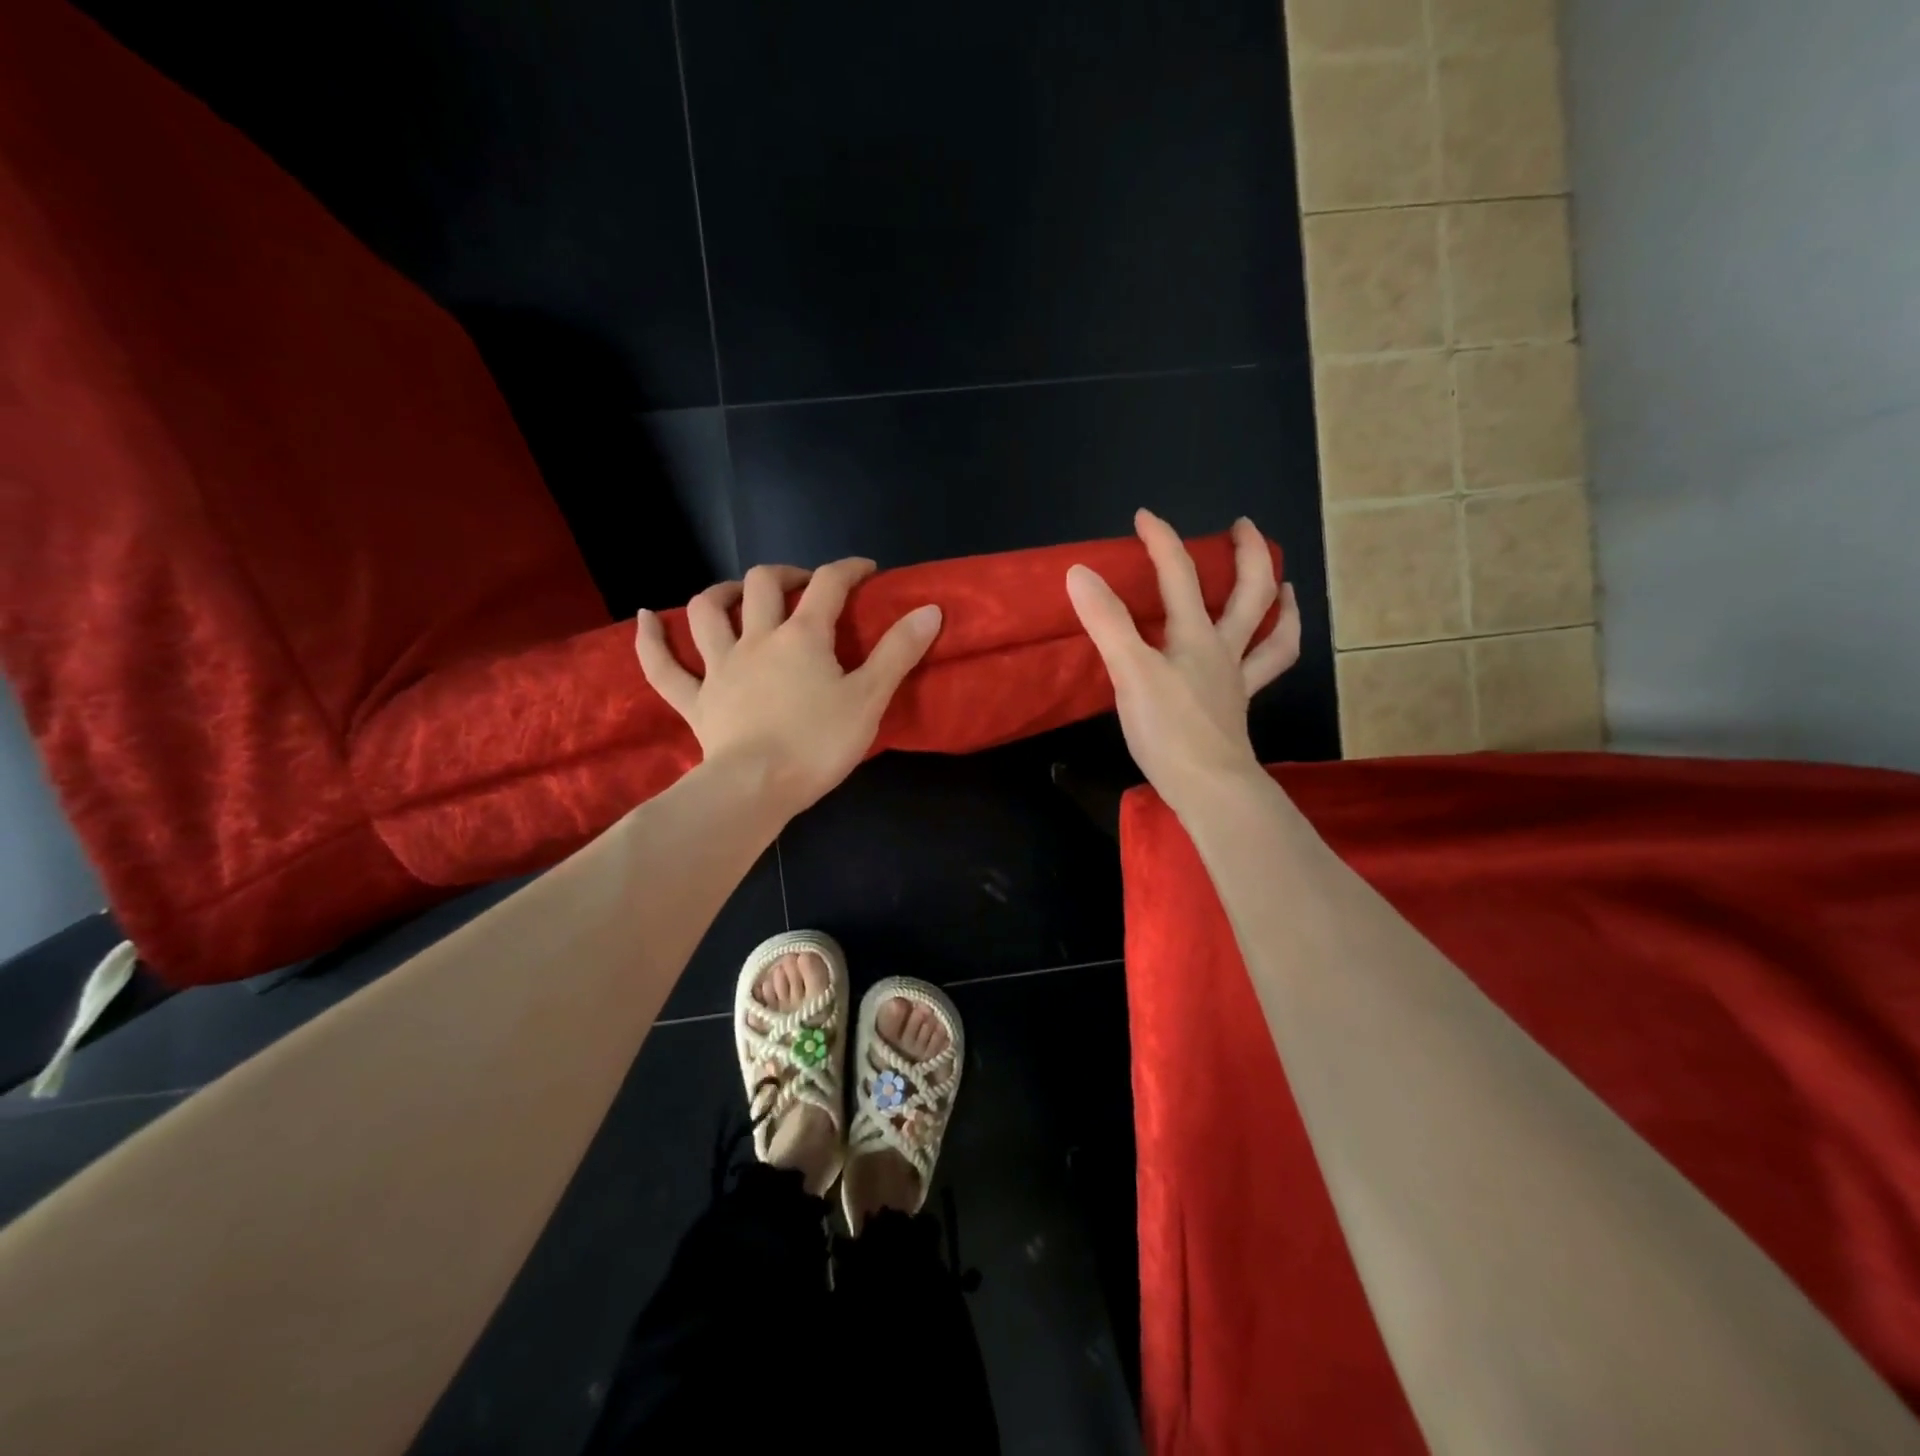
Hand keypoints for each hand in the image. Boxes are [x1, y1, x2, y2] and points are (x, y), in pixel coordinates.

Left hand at [636, 558, 942, 820]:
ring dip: (720, 593)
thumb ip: (898, 652)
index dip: (849, 569)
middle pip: (763, 585)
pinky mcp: (695, 701)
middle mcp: (757, 639)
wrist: (757, 788)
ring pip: (707, 613)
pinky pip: (663, 667)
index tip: (866, 570)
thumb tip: (930, 608)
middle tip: (803, 586)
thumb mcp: (869, 698)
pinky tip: (647, 619)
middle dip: (784, 574)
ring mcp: (720, 668)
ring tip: (735, 594)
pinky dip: (651, 640)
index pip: (828, 585)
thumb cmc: (818, 743)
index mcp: (803, 637)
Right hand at [1067, 510, 1300, 813]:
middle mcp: (1223, 650)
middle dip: (1248, 554)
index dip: (1162, 541)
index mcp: (1195, 636)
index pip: (1179, 575)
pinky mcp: (1236, 708)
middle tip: (1243, 527)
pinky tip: (1267, 648)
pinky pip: (1265, 672)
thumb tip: (1079, 573)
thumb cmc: (1169, 729)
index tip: (1144, 516)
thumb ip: (1106, 622)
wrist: (1208, 786)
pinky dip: (1276, 650)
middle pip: (1251, 593)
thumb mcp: (1130, 672)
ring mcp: (1236, 680)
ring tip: (1285, 584)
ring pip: (1273, 633)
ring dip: (1282, 603)